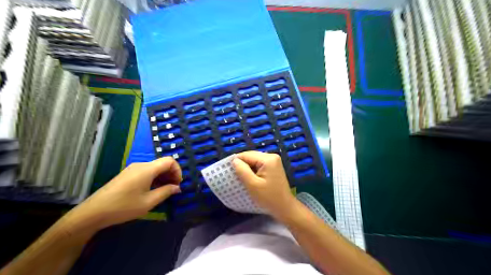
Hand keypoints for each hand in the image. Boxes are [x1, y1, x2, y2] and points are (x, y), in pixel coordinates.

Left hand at [63, 156, 180, 230]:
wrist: (93, 212)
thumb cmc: (124, 207)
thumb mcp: (148, 202)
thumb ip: (166, 192)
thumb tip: (177, 188)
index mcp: (147, 169)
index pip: (169, 161)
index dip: (178, 170)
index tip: (178, 184)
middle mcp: (141, 165)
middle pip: (162, 163)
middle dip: (171, 174)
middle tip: (174, 189)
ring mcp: (133, 169)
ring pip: (155, 168)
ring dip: (163, 177)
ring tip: (165, 191)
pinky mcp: (127, 174)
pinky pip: (146, 172)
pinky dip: (154, 178)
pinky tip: (153, 190)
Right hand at [232, 152, 296, 220]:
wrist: (284, 207)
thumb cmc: (268, 197)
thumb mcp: (252, 184)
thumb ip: (242, 170)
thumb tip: (234, 160)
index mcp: (268, 159)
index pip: (247, 155)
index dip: (236, 162)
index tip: (228, 171)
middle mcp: (271, 156)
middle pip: (251, 156)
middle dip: (242, 165)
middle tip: (234, 175)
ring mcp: (274, 161)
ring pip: (254, 161)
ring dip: (247, 168)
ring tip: (241, 178)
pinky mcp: (273, 167)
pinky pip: (259, 165)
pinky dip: (253, 170)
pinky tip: (250, 178)